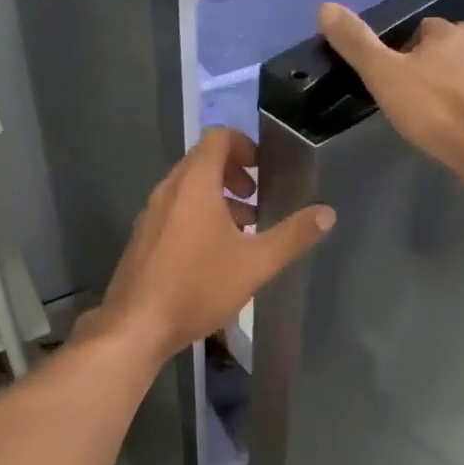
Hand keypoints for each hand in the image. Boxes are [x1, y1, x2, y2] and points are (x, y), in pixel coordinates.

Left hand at [87, 127, 334, 365]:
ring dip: (217, 197)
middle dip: (234, 174)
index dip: (244, 144)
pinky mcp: (144, 237)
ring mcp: (152, 213)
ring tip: (243, 229)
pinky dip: (198, 215)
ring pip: (188, 188)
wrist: (137, 326)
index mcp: (194, 183)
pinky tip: (214, 254)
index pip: (217, 138)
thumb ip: (293, 235)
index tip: (263, 169)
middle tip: (256, 200)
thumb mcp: (256, 263)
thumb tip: (327, 213)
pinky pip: (175, 209)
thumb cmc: (198, 286)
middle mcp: (169, 189)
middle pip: (203, 161)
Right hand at [317, 2, 463, 181]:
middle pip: (438, 52)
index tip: (387, 78)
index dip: (398, 52)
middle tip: (402, 100)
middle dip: (421, 70)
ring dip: (440, 91)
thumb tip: (325, 6)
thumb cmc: (434, 107)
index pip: (417, 30)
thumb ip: (356, 42)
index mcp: (449, 31)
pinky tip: (446, 130)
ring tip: (422, 117)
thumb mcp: (383, 73)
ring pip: (456, 76)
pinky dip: (457, 111)